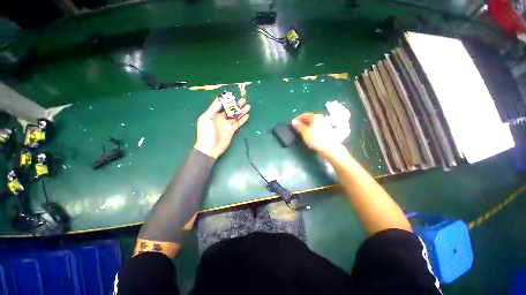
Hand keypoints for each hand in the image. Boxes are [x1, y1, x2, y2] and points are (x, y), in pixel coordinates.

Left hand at [194, 98, 249, 157]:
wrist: (209, 148)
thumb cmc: (205, 133)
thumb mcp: (206, 119)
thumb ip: (213, 109)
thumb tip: (219, 100)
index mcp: (214, 114)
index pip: (221, 106)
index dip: (227, 101)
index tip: (233, 96)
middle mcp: (221, 118)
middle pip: (230, 110)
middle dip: (237, 105)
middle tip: (244, 100)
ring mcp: (227, 125)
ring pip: (236, 116)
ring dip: (241, 111)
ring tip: (248, 106)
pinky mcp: (231, 131)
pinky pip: (238, 124)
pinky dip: (242, 120)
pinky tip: (246, 115)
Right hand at [292, 113, 345, 158]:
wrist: (329, 148)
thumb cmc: (316, 139)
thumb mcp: (304, 132)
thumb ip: (298, 126)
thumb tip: (293, 122)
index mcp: (316, 117)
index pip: (305, 115)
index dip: (297, 118)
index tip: (292, 123)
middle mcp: (321, 119)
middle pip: (309, 118)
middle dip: (301, 122)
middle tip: (296, 127)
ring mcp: (324, 125)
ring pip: (312, 124)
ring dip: (306, 126)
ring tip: (300, 131)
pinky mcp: (325, 131)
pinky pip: (315, 128)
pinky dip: (310, 130)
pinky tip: (308, 134)